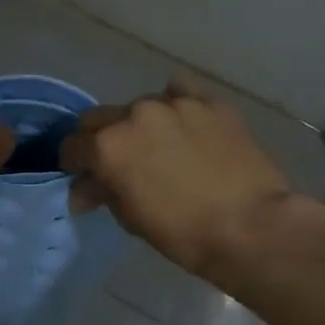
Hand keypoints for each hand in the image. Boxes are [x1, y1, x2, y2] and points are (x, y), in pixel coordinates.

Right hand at [61, 78, 301, 277]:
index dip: (73, 163)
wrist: (252, 227)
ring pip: (141, 105)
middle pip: (99, 118)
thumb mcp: (131, 218)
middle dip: (100, 139)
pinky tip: (185, 122)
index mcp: (108, 146)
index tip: (82, 176)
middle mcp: (135, 115)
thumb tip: (83, 188)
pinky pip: (181, 92)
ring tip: (159, 146)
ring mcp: (174, 103)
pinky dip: (176, 104)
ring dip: (140, 124)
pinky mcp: (210, 102)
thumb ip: (102, 192)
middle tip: (117, 162)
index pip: (72, 146)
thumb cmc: (183, 233)